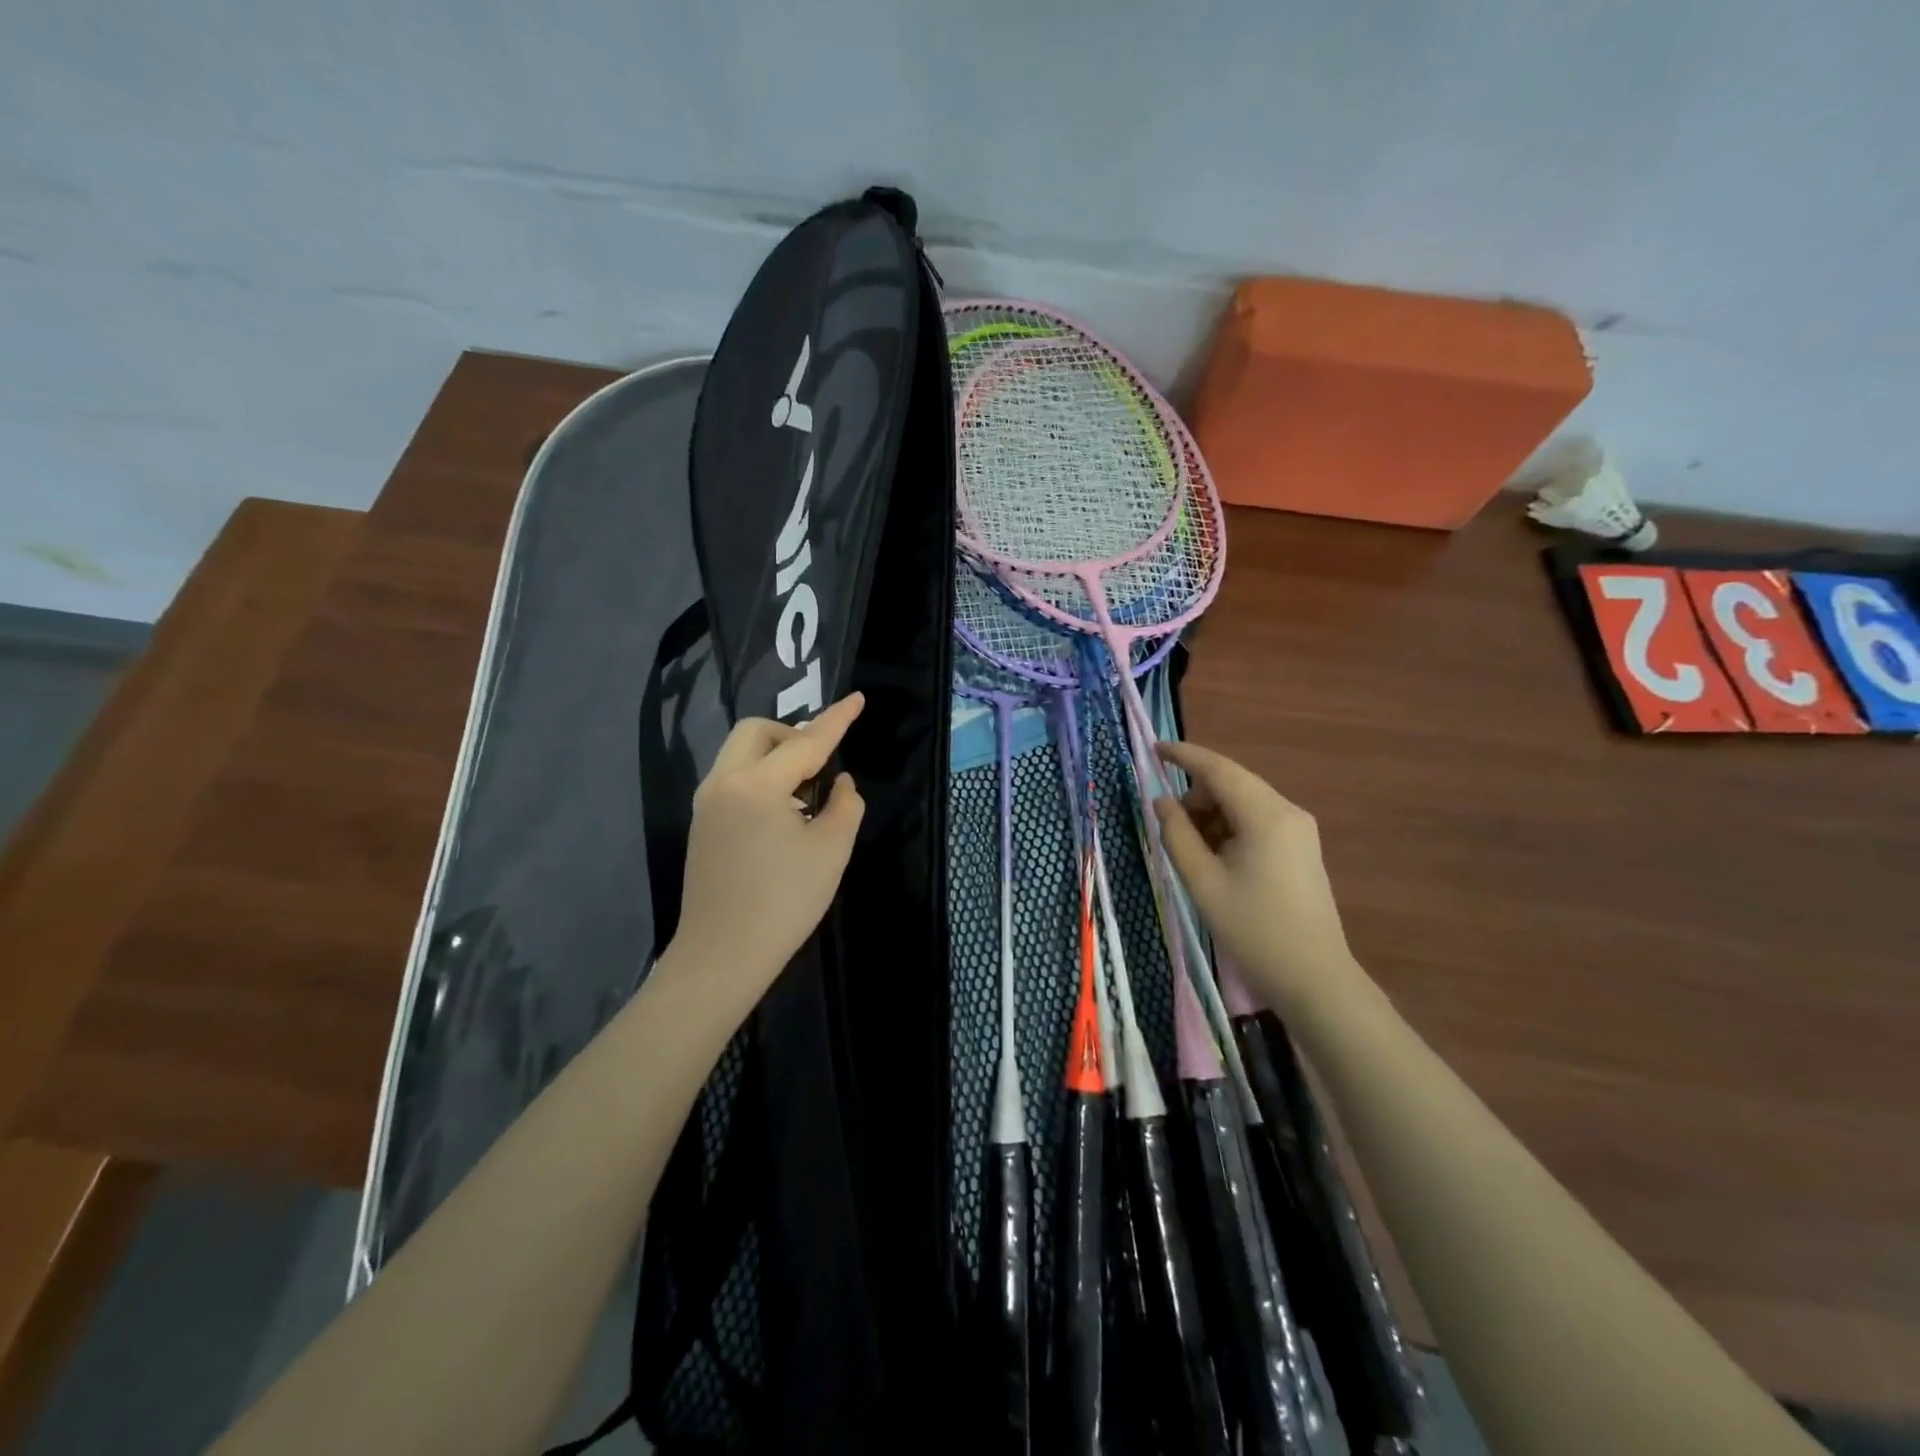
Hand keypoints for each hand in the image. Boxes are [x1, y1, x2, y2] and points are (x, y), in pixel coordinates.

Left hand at [672, 693, 866, 997]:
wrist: (722, 955)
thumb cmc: (784, 902)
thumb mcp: (831, 850)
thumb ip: (845, 805)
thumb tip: (840, 782)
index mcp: (757, 785)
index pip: (806, 741)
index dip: (837, 719)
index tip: (858, 699)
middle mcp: (723, 782)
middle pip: (757, 732)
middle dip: (793, 735)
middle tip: (822, 765)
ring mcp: (707, 804)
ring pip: (741, 754)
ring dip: (776, 757)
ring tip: (807, 793)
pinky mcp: (702, 824)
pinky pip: (733, 779)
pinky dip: (760, 778)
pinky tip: (783, 814)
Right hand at [1154, 741, 1363, 1020]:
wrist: (1314, 979)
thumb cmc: (1253, 930)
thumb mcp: (1202, 882)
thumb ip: (1177, 834)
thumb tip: (1161, 801)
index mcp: (1265, 815)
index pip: (1218, 769)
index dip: (1184, 756)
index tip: (1153, 748)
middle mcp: (1287, 811)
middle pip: (1231, 784)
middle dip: (1195, 796)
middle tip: (1169, 829)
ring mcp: (1298, 830)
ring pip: (1243, 803)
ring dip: (1211, 815)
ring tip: (1191, 852)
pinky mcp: (1300, 848)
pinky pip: (1256, 821)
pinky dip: (1229, 828)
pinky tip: (1215, 858)